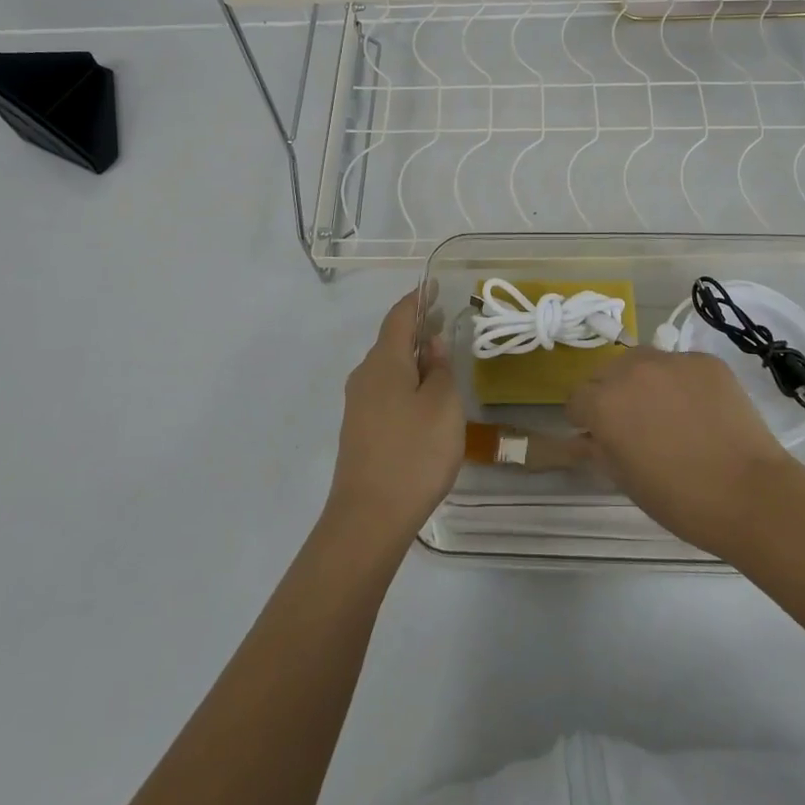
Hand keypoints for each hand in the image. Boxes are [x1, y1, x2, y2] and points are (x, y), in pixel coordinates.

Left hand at [324, 288, 463, 546]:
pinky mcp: (360, 431)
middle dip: (417, 329)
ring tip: (440, 359)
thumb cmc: (413, 453)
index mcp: (383, 362)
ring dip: (412, 358)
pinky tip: (424, 399)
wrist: (368, 519)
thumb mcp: (442, 405)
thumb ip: (439, 369)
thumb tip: (431, 343)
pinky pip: (385, 392)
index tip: (433, 285)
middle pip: (391, 342)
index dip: (417, 299)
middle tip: (445, 321)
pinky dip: (406, 382)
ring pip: (388, 369)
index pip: (399, 317)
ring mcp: (358, 406)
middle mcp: (364, 376)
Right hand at [567, 348, 798, 556]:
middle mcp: (631, 371)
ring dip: (643, 381)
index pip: (577, 399)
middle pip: (606, 372)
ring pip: (642, 361)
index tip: (601, 436)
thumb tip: (583, 438)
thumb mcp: (626, 480)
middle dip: (611, 394)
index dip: (585, 419)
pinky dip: (682, 382)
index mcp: (604, 403)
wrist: (751, 493)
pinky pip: (681, 365)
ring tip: (668, 412)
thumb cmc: (681, 499)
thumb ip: (598, 450)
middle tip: (634, 424)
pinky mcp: (704, 360)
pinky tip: (701, 411)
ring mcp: (671, 360)